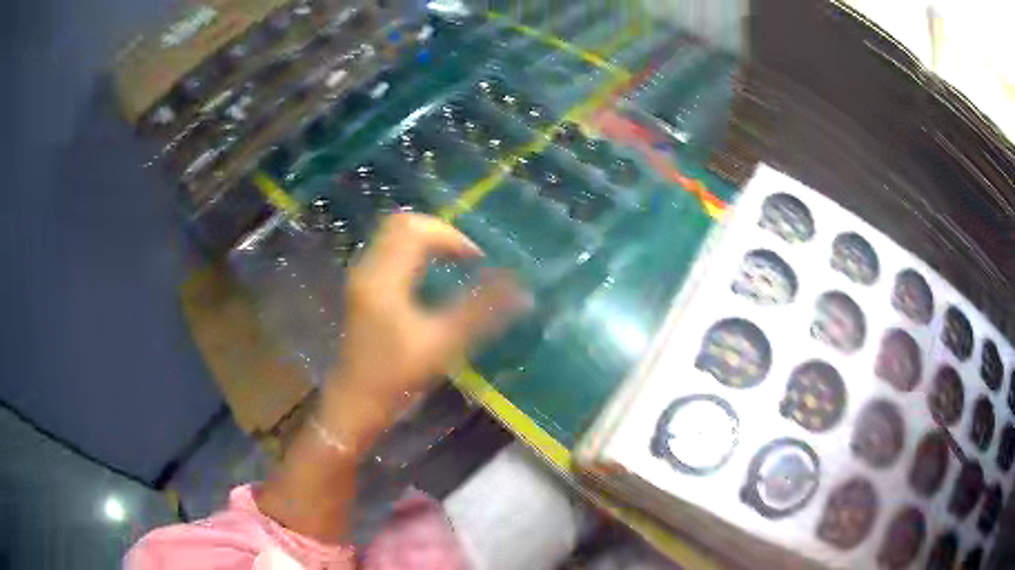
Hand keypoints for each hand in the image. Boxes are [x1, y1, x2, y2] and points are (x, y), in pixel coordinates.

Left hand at [328, 213, 528, 416]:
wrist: (355, 403)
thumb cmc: (395, 377)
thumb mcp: (443, 345)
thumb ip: (481, 312)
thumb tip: (522, 290)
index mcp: (383, 278)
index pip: (416, 230)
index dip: (453, 237)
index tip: (478, 261)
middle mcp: (368, 268)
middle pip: (402, 224)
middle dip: (439, 231)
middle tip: (466, 255)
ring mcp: (362, 277)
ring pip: (394, 235)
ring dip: (427, 240)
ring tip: (455, 261)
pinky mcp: (363, 288)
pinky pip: (389, 251)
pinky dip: (414, 252)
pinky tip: (432, 276)